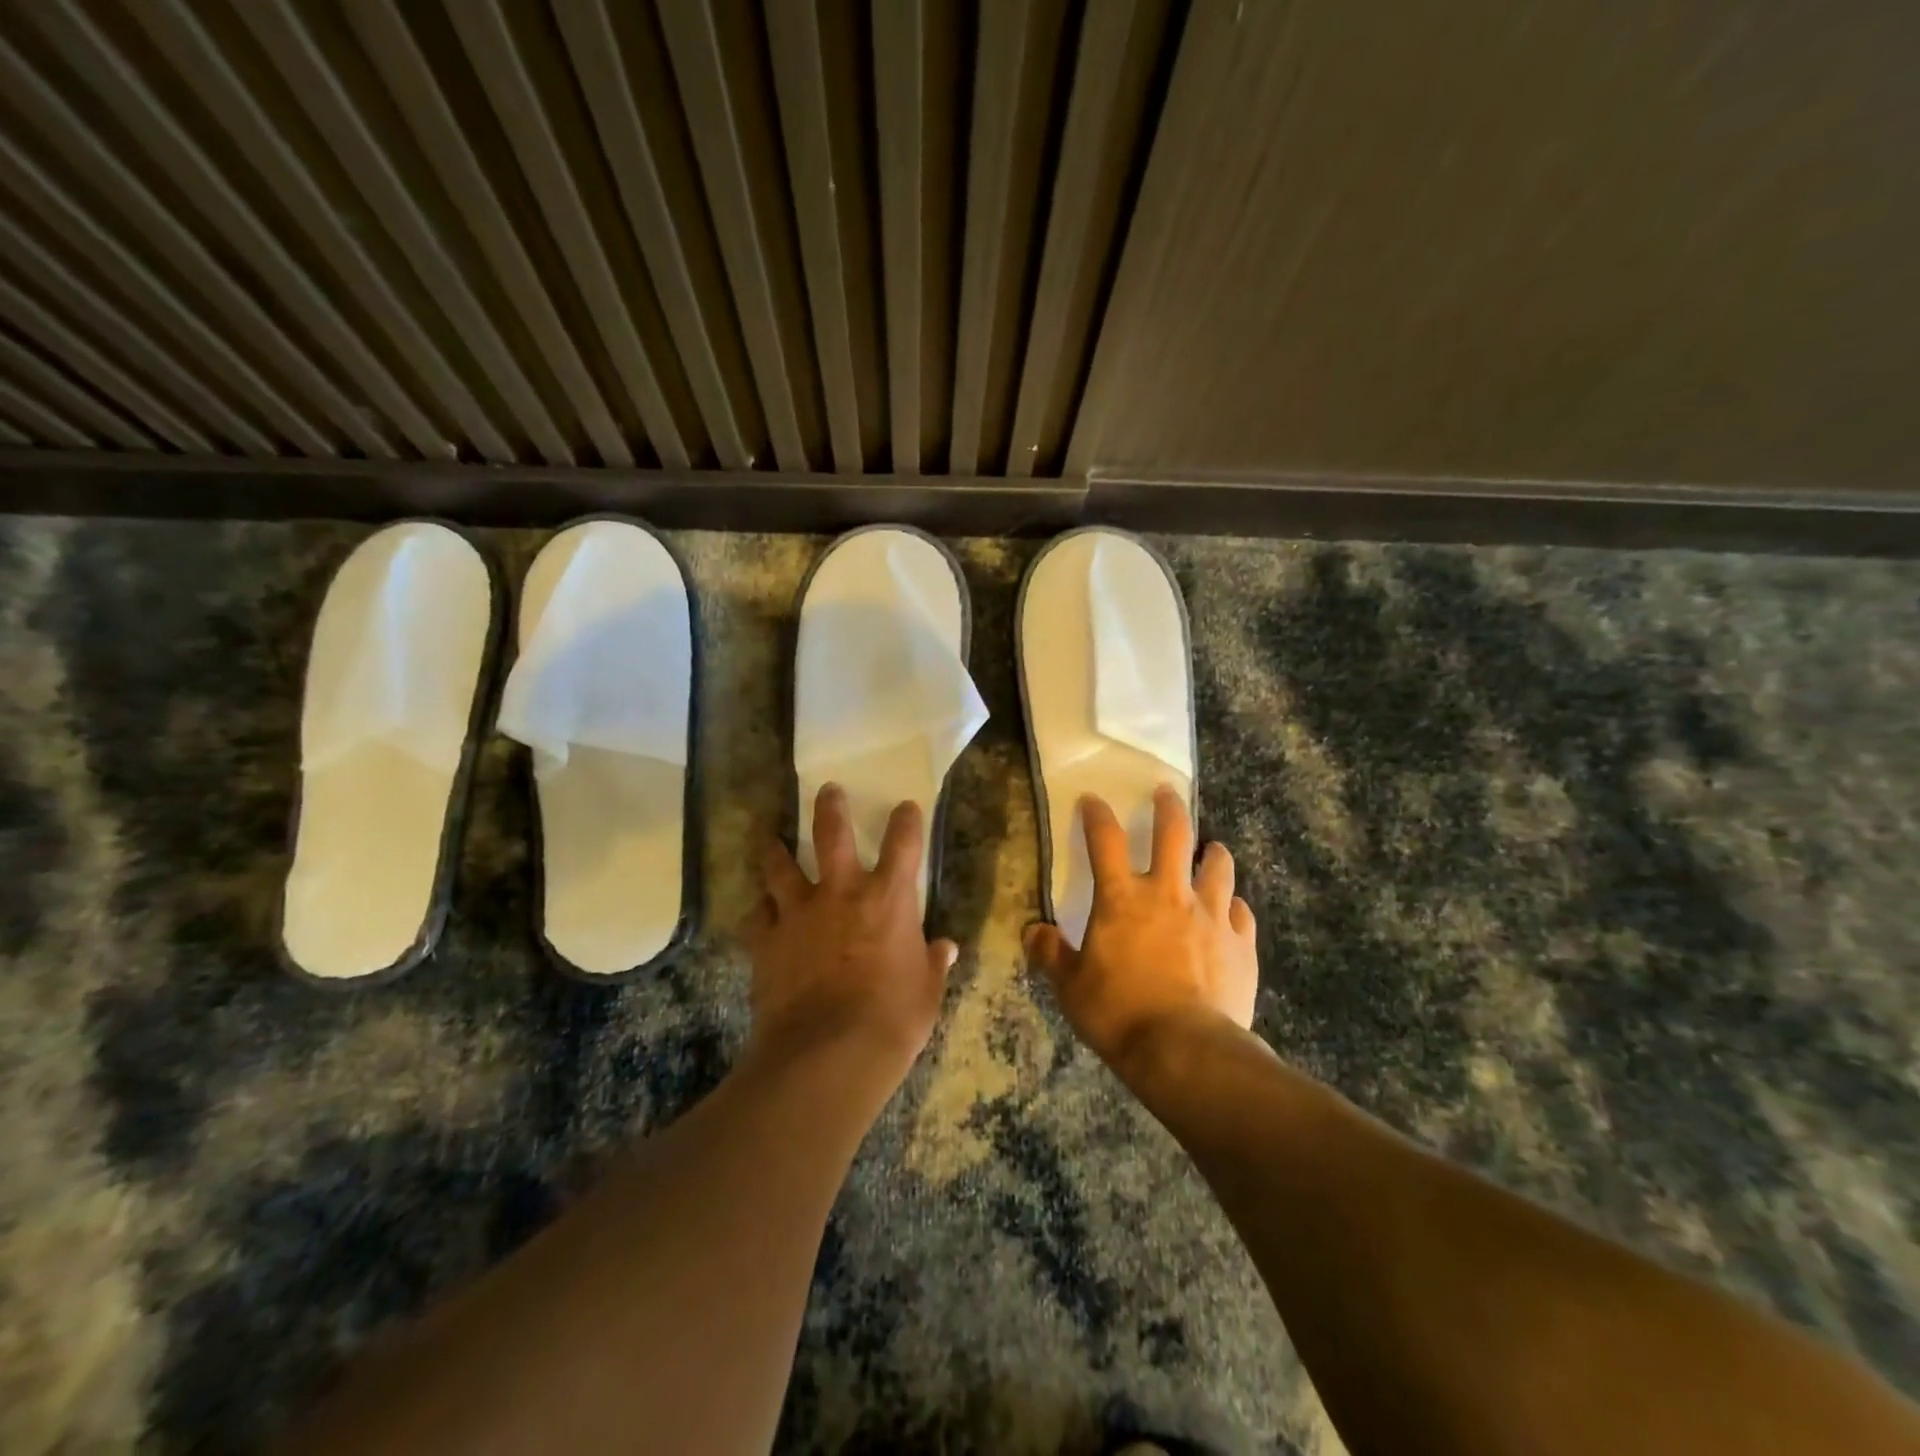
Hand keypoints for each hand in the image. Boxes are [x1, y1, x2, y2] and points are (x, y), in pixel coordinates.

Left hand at [745, 784, 957, 1088]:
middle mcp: (841, 893)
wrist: (828, 1053)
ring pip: (780, 868)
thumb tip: (945, 949)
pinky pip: (756, 917)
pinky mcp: (766, 942)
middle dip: (830, 808)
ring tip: (769, 838)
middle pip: (831, 834)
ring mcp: (798, 914)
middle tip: (827, 790)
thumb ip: (933, 964)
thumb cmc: (892, 1020)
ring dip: (775, 850)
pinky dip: (758, 912)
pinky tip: (757, 912)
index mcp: (888, 899)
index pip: (903, 843)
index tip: (906, 806)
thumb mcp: (925, 993)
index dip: (906, 820)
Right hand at [1025, 785, 1257, 1075]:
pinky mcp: (1240, 943)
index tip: (1092, 800)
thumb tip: (1033, 931)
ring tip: (1211, 849)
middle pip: (1174, 833)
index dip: (1097, 815)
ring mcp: (1211, 915)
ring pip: (1218, 866)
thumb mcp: (1070, 987)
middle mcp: (1169, 894)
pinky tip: (1232, 912)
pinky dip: (1234, 907)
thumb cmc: (1119, 1014)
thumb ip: (1051, 954)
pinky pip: (1242, 912)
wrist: (1186, 1051)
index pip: (1105, 841)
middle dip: (1169, 807)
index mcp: (1122, 899)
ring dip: (1213, 853)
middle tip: (1167, 793)